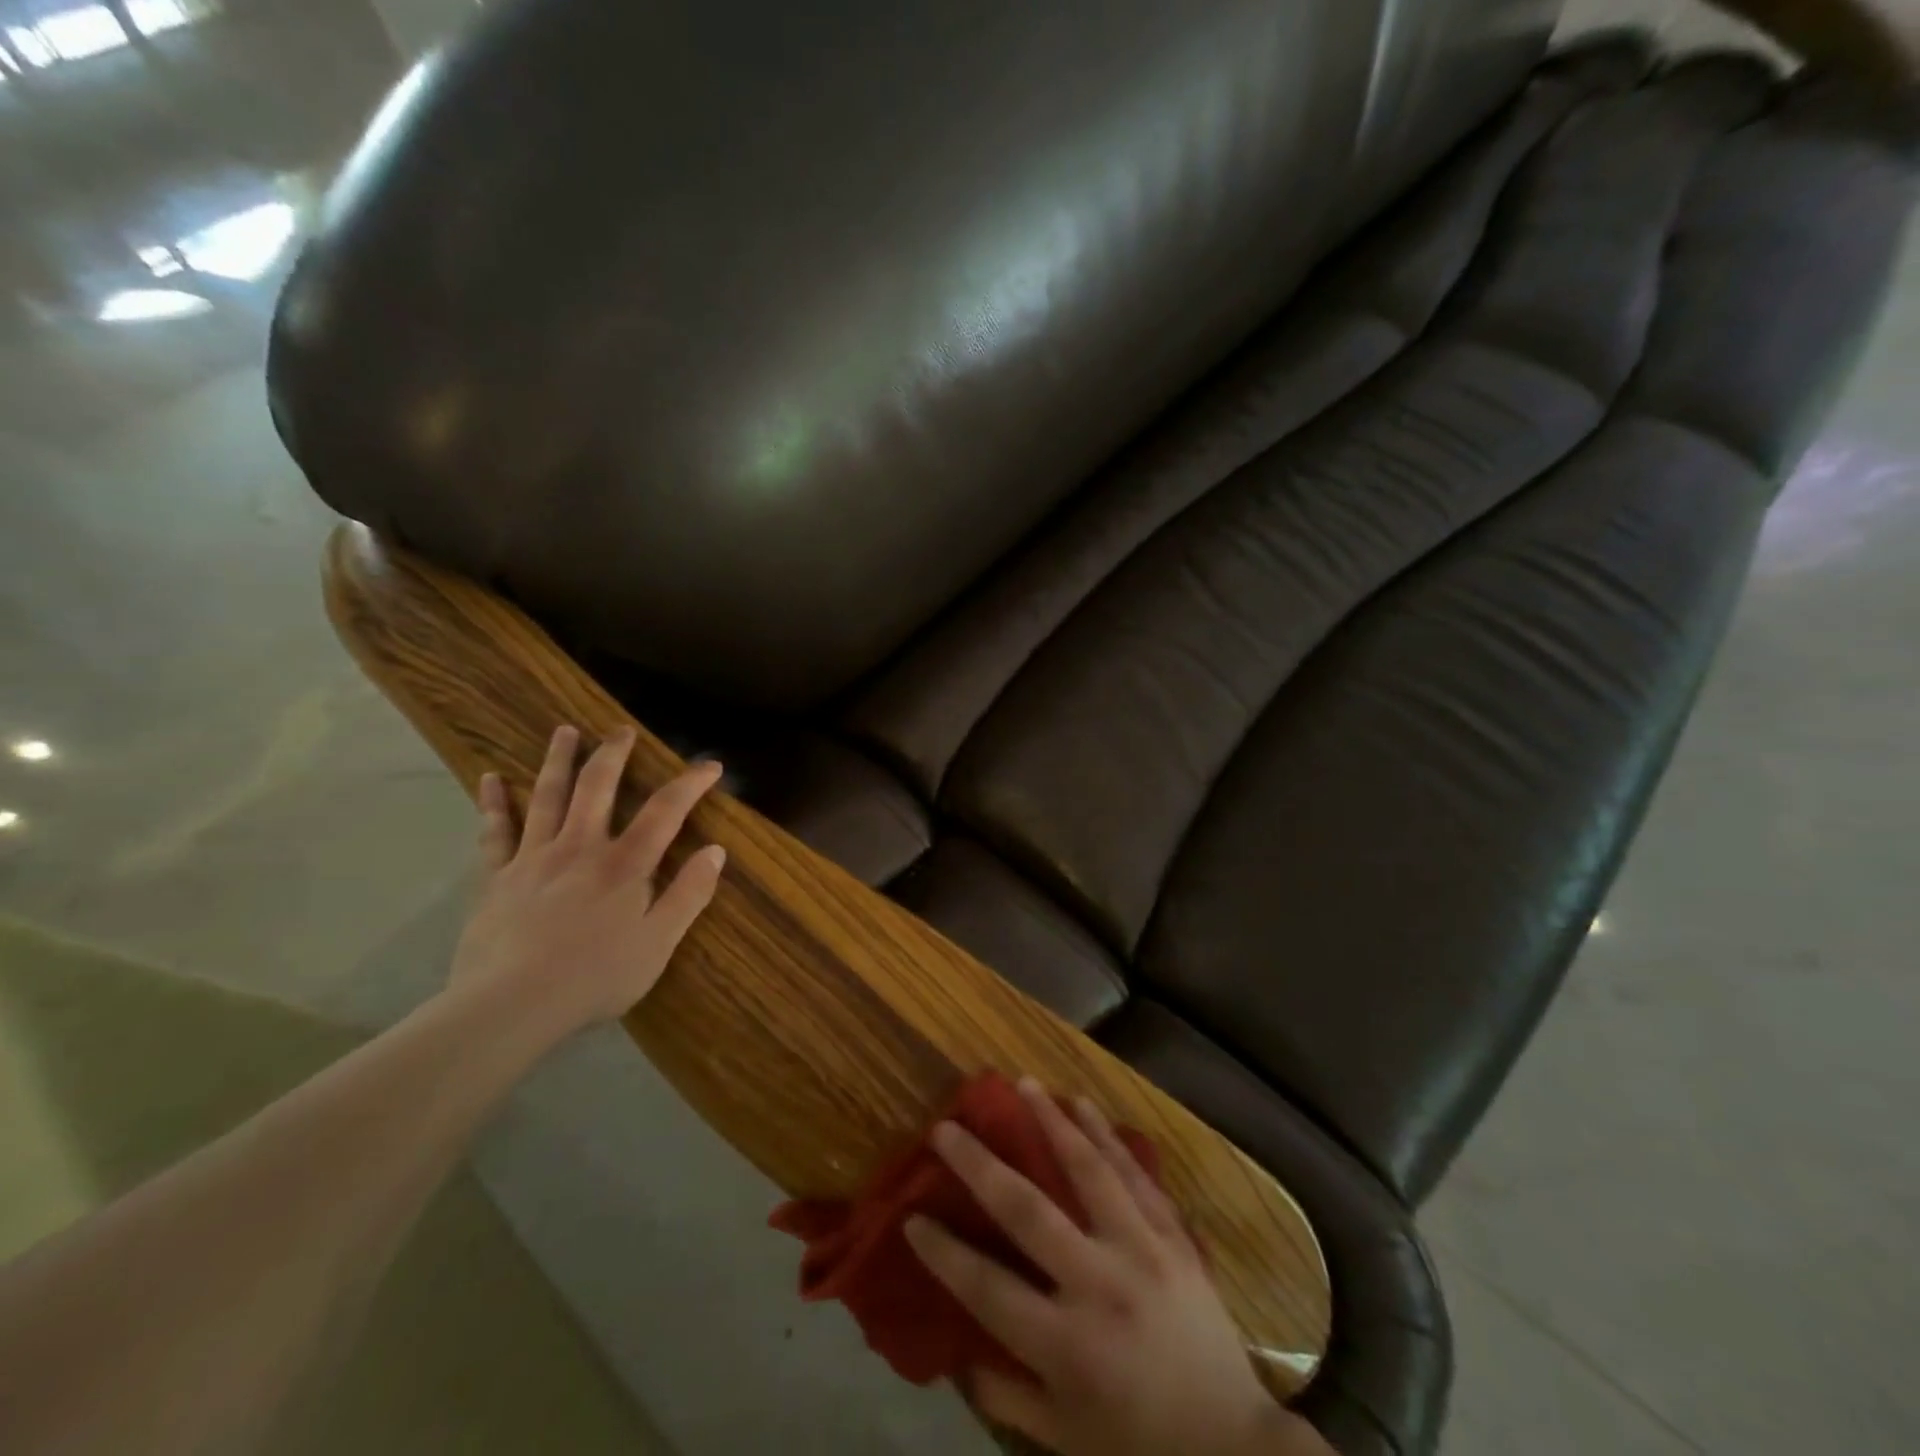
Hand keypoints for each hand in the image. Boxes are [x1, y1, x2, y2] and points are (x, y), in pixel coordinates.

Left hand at [447, 724, 725, 1041]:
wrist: (510, 1005)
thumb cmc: (595, 976)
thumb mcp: (659, 943)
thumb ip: (689, 894)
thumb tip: (716, 852)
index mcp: (625, 864)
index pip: (665, 811)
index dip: (691, 784)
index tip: (710, 765)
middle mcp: (580, 847)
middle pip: (598, 788)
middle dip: (613, 755)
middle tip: (620, 730)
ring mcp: (534, 858)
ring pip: (548, 797)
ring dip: (558, 761)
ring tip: (564, 732)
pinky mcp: (496, 877)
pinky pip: (495, 832)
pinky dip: (493, 803)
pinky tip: (490, 779)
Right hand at [904, 1078, 1328, 1455]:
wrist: (1232, 1447)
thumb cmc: (1138, 1446)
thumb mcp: (1064, 1440)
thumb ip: (1005, 1396)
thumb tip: (956, 1352)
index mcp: (1066, 1346)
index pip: (987, 1289)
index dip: (944, 1252)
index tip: (911, 1216)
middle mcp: (1099, 1286)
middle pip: (1027, 1211)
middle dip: (979, 1165)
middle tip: (946, 1127)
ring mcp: (1141, 1252)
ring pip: (1088, 1170)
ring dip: (1051, 1121)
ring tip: (1022, 1083)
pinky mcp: (1173, 1236)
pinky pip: (1134, 1174)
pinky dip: (1106, 1134)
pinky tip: (1082, 1102)